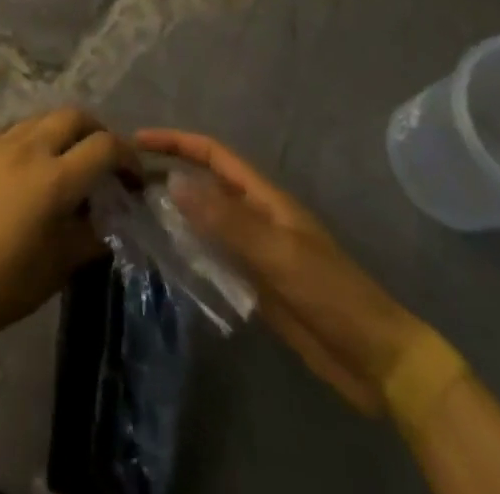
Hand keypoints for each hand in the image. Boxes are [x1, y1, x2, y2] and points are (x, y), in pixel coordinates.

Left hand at [0, 108, 132, 347]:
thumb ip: (91, 235)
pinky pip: (5, 136)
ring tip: (60, 164)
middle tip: (101, 159)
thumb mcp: (58, 267)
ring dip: (58, 134)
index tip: (133, 177)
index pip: (104, 146)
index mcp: (54, 178)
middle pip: (72, 116)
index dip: (127, 156)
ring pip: (37, 120)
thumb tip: (111, 218)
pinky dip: (24, 147)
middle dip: (95, 131)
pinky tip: (17, 177)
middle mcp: (26, 148)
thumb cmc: (3, 284)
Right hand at [136, 128, 424, 416]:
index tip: (138, 140)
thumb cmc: (328, 292)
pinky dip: (187, 249)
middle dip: (169, 171)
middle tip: (126, 177)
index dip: (177, 141)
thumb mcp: (276, 252)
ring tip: (134, 212)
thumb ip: (225, 219)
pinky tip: (164, 257)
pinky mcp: (253, 281)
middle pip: (205, 182)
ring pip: (204, 218)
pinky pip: (212, 254)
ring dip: (174, 211)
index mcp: (263, 197)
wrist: (373, 358)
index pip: (213, 154)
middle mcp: (254, 215)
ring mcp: (253, 248)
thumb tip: (173, 181)